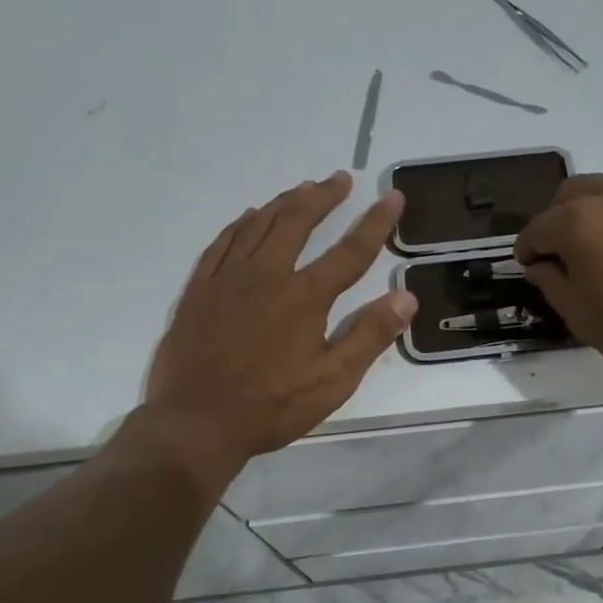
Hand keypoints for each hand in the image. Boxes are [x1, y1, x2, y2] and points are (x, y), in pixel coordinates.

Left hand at [146, 172, 416, 466]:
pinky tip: (248, 218)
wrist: (195, 423)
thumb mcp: (333, 382)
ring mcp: (227, 278)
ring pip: (258, 224)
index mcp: (304, 297)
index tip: (392, 196)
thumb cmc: (271, 407)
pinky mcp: (199, 289)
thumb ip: (370, 336)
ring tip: (302, 189)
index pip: (350, 251)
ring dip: (284, 202)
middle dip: (323, 196)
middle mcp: (266, 275)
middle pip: (297, 221)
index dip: (376, 222)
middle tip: (340, 179)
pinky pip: (222, 242)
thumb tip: (406, 296)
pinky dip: (241, 224)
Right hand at [514, 174, 602, 398]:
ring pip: (602, 192)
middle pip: (568, 196)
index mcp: (578, 220)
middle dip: (555, 223)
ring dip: (588, 215)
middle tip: (559, 259)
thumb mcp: (577, 313)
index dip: (527, 251)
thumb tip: (542, 264)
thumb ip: (550, 280)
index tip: (529, 270)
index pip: (536, 229)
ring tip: (594, 254)